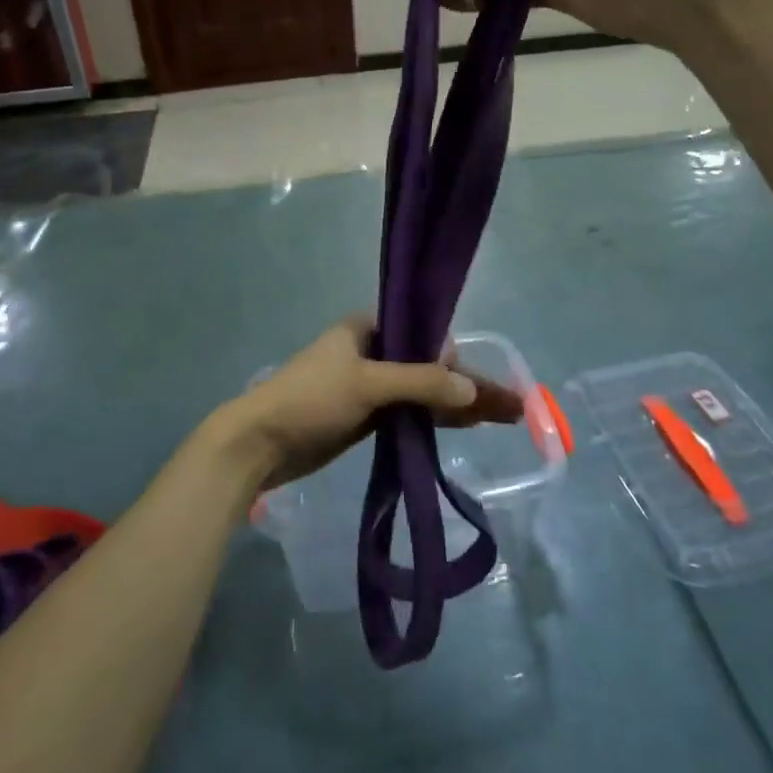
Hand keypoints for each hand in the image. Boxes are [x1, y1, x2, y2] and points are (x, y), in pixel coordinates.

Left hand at [218, 316, 523, 490]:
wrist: (260, 444)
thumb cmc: (310, 399)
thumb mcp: (367, 383)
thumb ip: (421, 383)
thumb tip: (473, 391)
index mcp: (366, 328)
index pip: (423, 331)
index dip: (453, 353)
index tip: (476, 380)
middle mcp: (371, 351)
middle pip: (429, 364)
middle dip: (467, 383)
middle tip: (511, 404)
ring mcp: (369, 386)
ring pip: (423, 390)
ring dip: (457, 404)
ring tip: (503, 418)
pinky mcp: (366, 416)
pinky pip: (409, 412)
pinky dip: (435, 419)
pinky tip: (466, 426)